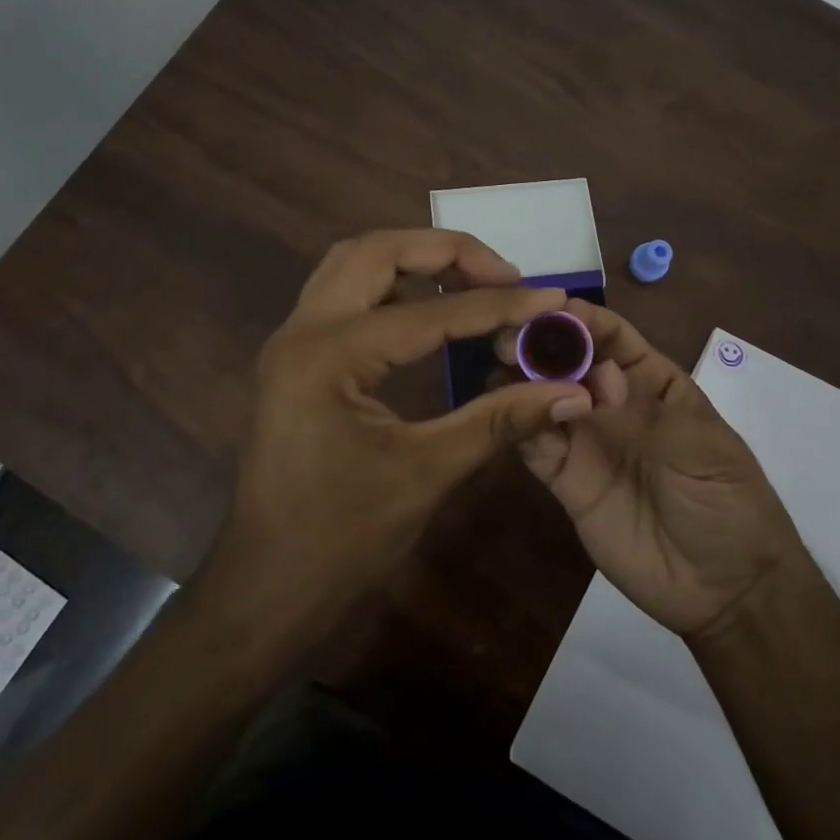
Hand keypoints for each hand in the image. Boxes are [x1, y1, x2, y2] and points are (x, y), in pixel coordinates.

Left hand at [212, 229, 595, 625]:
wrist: (267, 588)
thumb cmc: (342, 539)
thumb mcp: (428, 473)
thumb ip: (500, 420)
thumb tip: (572, 392)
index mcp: (329, 356)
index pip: (430, 313)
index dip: (498, 304)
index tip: (551, 297)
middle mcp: (302, 330)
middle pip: (377, 251)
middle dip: (446, 251)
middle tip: (503, 273)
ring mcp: (292, 339)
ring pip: (355, 263)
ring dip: (414, 258)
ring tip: (472, 279)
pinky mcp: (296, 356)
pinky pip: (345, 293)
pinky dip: (392, 285)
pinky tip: (429, 308)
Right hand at [500, 299, 803, 637]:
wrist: (725, 591)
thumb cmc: (727, 504)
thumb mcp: (700, 449)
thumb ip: (643, 410)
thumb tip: (597, 372)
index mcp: (653, 383)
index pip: (613, 338)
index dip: (583, 319)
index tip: (547, 306)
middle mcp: (612, 403)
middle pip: (571, 362)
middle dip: (542, 343)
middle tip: (509, 336)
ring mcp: (587, 442)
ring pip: (545, 397)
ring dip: (521, 378)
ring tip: (498, 365)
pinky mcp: (565, 481)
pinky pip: (535, 445)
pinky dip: (518, 423)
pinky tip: (501, 408)